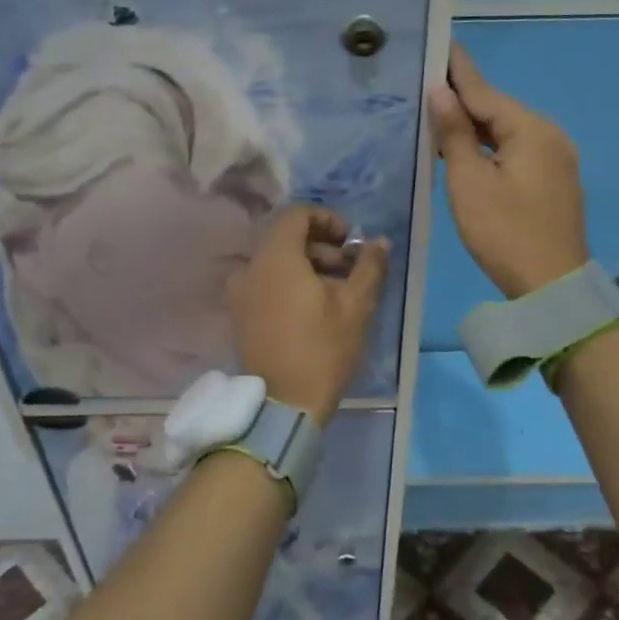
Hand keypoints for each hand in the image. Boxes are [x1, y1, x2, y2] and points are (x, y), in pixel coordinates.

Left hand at [226, 206, 388, 423]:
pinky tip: (312, 307)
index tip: (350, 242)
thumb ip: (368, 266)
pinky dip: (288, 282)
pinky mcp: (239, 314)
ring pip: (275, 261)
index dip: (327, 219)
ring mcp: (239, 292)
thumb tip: (380, 242)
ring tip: (336, 291)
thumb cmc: (322, 349)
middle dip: (321, 245)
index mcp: (275, 258)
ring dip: (307, 265)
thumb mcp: (356, 305)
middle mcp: (250, 267)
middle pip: (285, 237)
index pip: (296, 214)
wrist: (283, 405)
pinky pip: (264, 282)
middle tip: (349, 269)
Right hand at [428, 42, 589, 297]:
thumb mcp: (470, 182)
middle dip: (463, 98)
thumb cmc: (505, 232)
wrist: (553, 287)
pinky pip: (516, 150)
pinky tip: (466, 148)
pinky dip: (490, 145)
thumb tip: (441, 92)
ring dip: (474, 125)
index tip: (437, 43)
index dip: (457, 70)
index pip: (484, 91)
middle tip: (425, 83)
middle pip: (498, 109)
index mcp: (530, 129)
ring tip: (438, 114)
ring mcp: (556, 158)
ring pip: (507, 131)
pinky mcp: (553, 180)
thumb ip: (454, 134)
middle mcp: (549, 135)